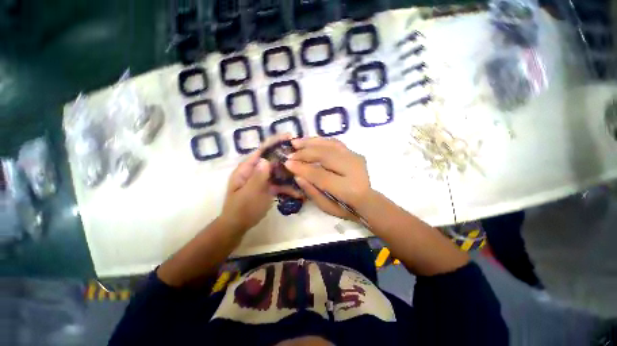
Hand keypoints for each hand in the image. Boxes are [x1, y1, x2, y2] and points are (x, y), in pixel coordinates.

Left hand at [220, 134, 300, 232]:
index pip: (261, 151)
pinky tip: (298, 191)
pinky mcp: (267, 187)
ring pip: (278, 171)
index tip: (289, 136)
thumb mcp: (249, 194)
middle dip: (286, 157)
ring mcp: (262, 179)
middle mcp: (255, 170)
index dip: (274, 142)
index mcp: (246, 168)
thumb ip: (257, 177)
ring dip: (289, 172)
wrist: (238, 225)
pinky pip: (279, 183)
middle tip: (301, 155)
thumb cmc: (241, 209)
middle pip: (272, 159)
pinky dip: (288, 186)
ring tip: (303, 172)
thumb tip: (266, 159)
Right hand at [284, 137, 372, 219]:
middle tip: (289, 154)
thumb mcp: (327, 208)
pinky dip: (321, 140)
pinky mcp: (354, 153)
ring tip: (296, 142)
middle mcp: (353, 170)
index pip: (320, 175)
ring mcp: (355, 158)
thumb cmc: (346, 208)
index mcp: (348, 189)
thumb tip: (298, 176)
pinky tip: (310, 140)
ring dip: (311, 142)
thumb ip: (312, 192)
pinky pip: (335, 142)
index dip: (302, 168)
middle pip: (325, 156)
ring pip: (330, 145)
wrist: (368, 201)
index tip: (287, 164)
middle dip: (305, 153)